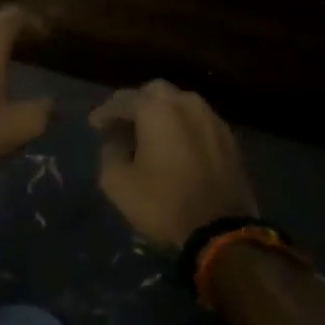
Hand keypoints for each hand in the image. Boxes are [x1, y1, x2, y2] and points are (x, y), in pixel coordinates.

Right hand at [90, 81, 257, 246]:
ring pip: (182, 104)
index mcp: (158, 111)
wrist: (221, 232)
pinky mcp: (230, 140)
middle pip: (156, 92)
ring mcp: (213, 121)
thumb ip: (110, 154)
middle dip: (136, 104)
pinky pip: (198, 122)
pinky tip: (174, 147)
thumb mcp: (117, 183)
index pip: (124, 100)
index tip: (94, 125)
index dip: (105, 112)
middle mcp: (188, 106)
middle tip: (123, 125)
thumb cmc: (163, 204)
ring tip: (149, 135)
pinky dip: (182, 127)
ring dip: (162, 114)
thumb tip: (116, 143)